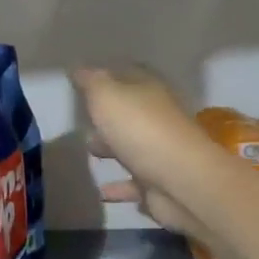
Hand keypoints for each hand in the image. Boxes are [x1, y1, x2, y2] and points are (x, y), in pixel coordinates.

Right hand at [72, 65, 210, 237]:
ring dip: (112, 148)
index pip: (128, 73)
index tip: (81, 81)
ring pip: (132, 145)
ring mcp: (161, 151)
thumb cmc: (140, 129)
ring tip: (87, 151)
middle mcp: (158, 117)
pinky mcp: (159, 183)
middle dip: (107, 115)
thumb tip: (78, 67)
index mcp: (149, 90)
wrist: (180, 181)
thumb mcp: (106, 95)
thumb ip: (90, 81)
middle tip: (80, 118)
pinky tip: (100, 192)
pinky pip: (134, 183)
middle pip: (130, 111)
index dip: (106, 75)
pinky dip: (118, 186)